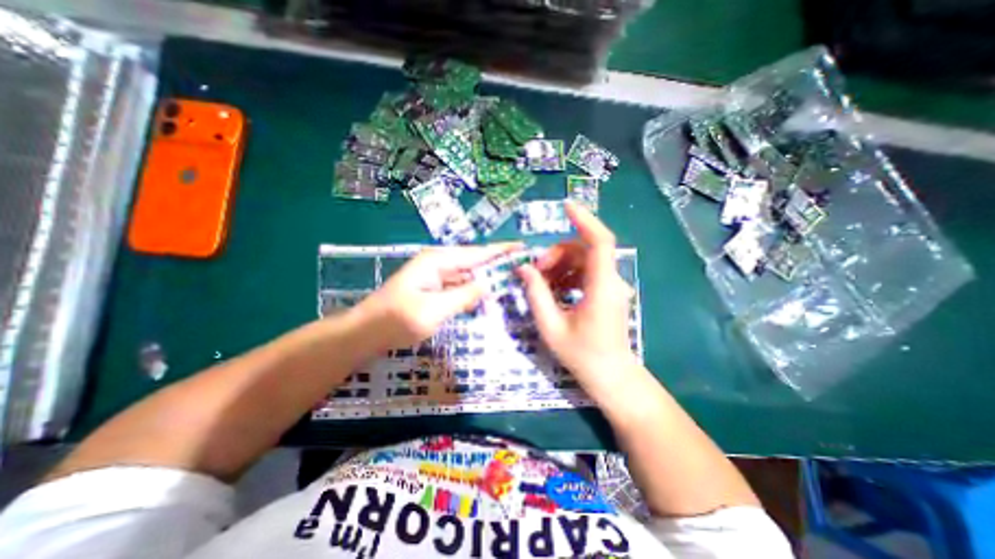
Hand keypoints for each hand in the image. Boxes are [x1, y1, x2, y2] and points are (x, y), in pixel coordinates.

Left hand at [353, 242, 521, 351]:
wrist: (365, 333)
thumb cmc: (396, 320)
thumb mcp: (434, 310)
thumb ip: (464, 295)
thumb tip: (488, 284)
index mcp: (438, 260)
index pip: (478, 253)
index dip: (501, 251)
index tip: (523, 248)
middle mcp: (439, 263)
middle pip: (475, 261)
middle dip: (497, 265)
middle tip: (522, 270)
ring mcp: (435, 276)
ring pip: (468, 275)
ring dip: (487, 279)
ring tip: (511, 282)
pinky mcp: (433, 289)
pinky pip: (460, 287)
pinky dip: (473, 291)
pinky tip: (486, 298)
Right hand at [517, 201, 632, 382]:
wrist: (611, 376)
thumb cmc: (582, 355)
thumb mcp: (551, 326)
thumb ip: (536, 294)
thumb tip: (523, 268)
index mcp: (602, 287)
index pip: (600, 241)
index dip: (584, 220)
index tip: (565, 206)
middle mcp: (611, 281)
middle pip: (584, 249)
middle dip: (556, 254)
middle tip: (535, 272)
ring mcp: (612, 286)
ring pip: (584, 260)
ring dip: (560, 265)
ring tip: (541, 283)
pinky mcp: (608, 292)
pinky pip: (586, 272)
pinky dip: (568, 274)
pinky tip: (554, 289)